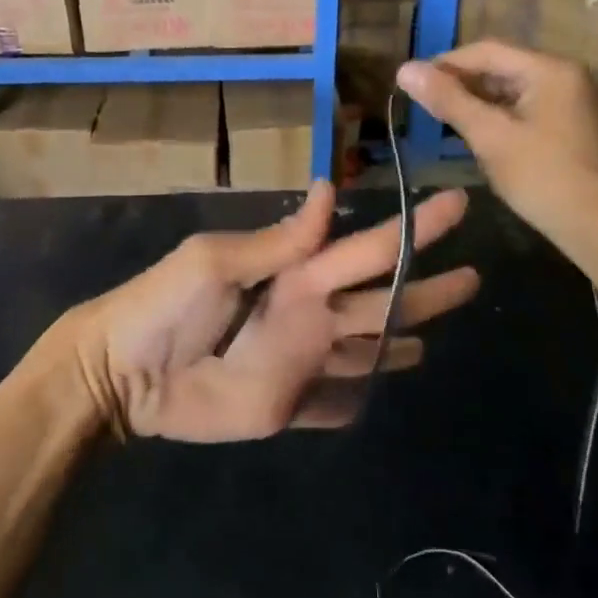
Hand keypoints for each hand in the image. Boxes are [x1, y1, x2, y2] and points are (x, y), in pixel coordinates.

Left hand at [64, 181, 479, 441]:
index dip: (412, 228)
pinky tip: (384, 396)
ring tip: (436, 341)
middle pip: (381, 301)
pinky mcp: (287, 407)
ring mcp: (301, 364)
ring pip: (365, 351)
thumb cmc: (163, 307)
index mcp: (297, 273)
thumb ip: (278, 241)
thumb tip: (329, 189)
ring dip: (399, 344)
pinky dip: (359, 399)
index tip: (455, 205)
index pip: (368, 249)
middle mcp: (309, 314)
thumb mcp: (215, 261)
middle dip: (426, 289)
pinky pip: (333, 404)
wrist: (122, 375)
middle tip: (475, 279)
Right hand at [396, 40, 597, 247]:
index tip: (411, 84)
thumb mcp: (490, 136)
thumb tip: (404, 69)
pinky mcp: (573, 128)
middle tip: (424, 106)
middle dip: (461, 84)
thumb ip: (448, 100)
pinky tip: (479, 139)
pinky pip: (526, 111)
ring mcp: (573, 103)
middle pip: (501, 68)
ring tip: (444, 123)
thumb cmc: (545, 177)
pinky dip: (499, 119)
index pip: (486, 50)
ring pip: (512, 91)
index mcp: (549, 69)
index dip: (444, 64)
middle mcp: (565, 77)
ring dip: (478, 103)